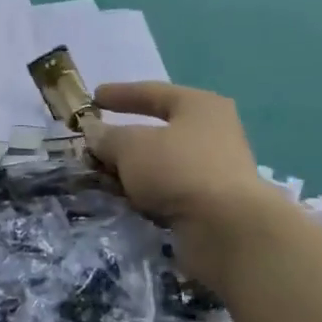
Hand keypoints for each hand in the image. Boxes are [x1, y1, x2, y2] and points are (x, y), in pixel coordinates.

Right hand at [83, 82, 286, 268]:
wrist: (226, 229)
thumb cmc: (178, 169)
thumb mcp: (130, 146)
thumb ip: (107, 137)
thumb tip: (94, 133)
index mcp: (200, 106)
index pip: (153, 92)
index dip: (120, 94)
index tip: (95, 98)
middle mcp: (213, 133)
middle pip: (159, 130)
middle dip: (125, 138)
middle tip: (96, 143)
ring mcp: (216, 169)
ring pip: (162, 162)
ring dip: (134, 169)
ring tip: (103, 176)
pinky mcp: (212, 202)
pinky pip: (169, 188)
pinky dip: (147, 191)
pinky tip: (126, 198)